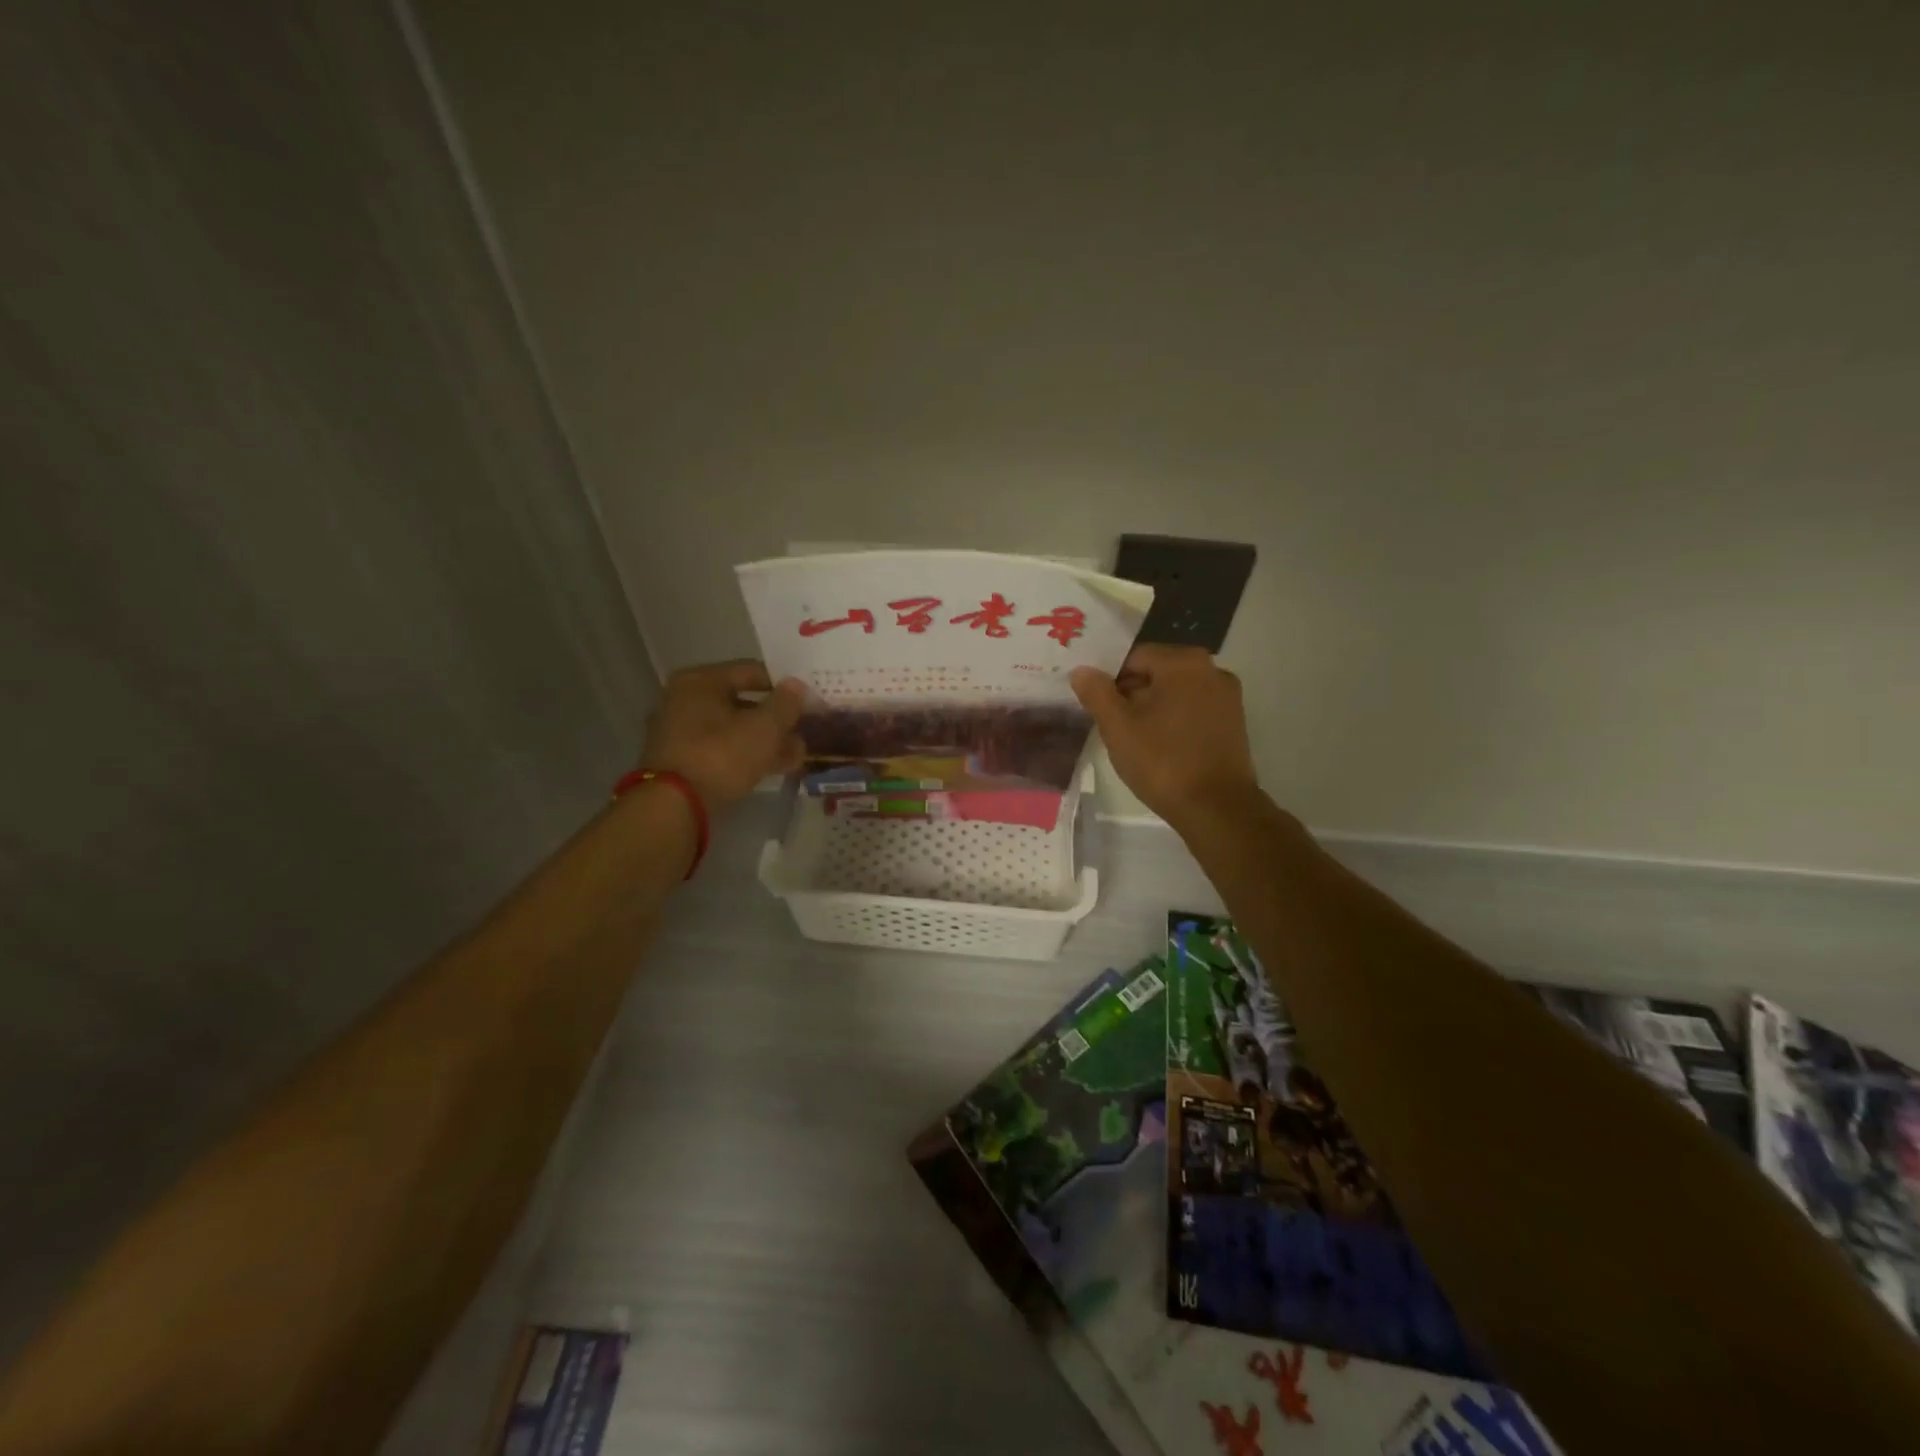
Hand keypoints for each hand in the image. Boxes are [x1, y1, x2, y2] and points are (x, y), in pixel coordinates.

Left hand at [639, 660, 805, 809]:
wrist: (675, 806)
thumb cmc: (721, 754)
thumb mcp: (764, 728)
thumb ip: (785, 704)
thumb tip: (796, 685)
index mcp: (700, 681)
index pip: (752, 672)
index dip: (784, 687)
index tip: (808, 701)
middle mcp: (684, 700)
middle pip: (743, 703)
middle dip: (777, 720)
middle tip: (805, 732)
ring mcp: (680, 732)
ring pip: (734, 730)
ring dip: (766, 741)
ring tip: (797, 755)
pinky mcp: (682, 761)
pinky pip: (722, 749)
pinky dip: (747, 755)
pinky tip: (775, 768)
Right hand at [1070, 645, 1259, 826]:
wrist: (1216, 808)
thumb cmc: (1162, 761)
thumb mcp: (1118, 726)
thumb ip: (1097, 693)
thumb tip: (1082, 671)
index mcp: (1183, 662)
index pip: (1134, 657)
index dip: (1110, 680)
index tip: (1098, 707)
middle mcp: (1211, 669)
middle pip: (1157, 673)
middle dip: (1132, 694)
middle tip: (1112, 726)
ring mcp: (1227, 697)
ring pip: (1176, 693)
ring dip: (1153, 709)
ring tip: (1134, 740)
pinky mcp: (1234, 722)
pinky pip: (1194, 710)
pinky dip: (1175, 721)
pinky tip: (1161, 748)